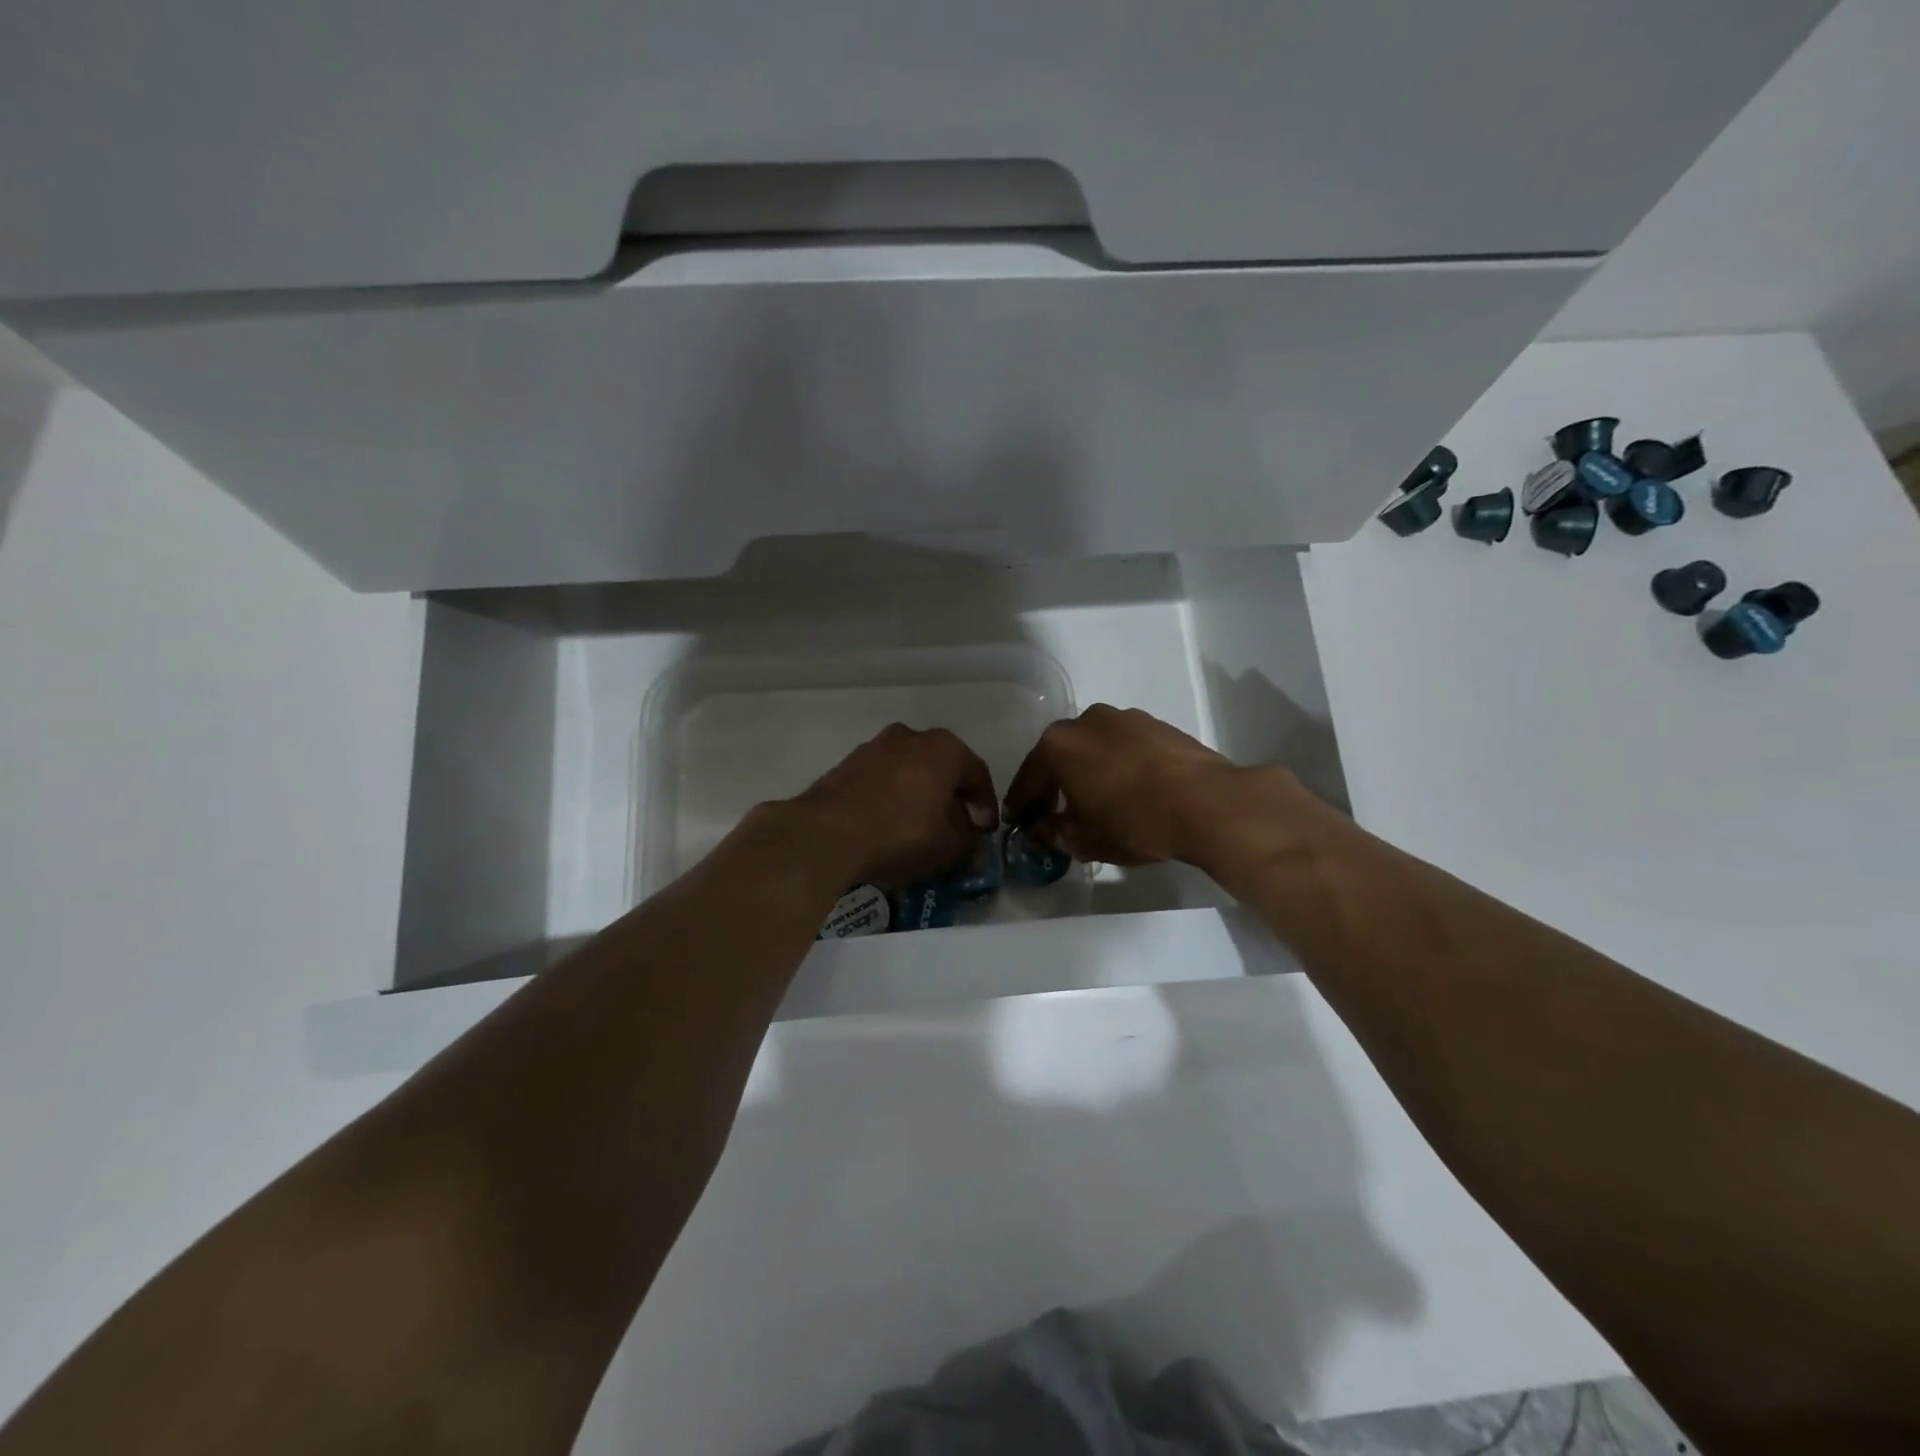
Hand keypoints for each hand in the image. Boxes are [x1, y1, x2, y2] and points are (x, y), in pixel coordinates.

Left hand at [793, 724, 998, 887]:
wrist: (827, 832)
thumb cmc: (901, 832)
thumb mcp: (947, 847)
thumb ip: (968, 844)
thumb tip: (974, 848)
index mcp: (944, 748)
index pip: (977, 773)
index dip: (985, 804)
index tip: (985, 830)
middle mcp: (911, 736)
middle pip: (941, 767)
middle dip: (951, 797)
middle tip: (956, 828)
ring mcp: (874, 747)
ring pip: (909, 771)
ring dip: (919, 796)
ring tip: (921, 828)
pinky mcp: (846, 765)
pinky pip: (882, 780)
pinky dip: (892, 798)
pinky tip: (890, 825)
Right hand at [1002, 704, 1298, 868]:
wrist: (1207, 803)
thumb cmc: (1133, 822)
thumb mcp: (1083, 839)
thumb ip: (1051, 833)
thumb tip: (1039, 830)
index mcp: (1058, 745)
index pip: (1028, 779)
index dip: (1020, 806)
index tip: (1015, 824)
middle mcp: (1085, 721)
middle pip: (1058, 757)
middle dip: (1051, 786)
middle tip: (1050, 814)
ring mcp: (1123, 718)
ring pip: (1092, 748)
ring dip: (1086, 772)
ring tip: (1093, 801)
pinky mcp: (1155, 724)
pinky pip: (1122, 747)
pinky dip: (1115, 766)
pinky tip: (1126, 789)